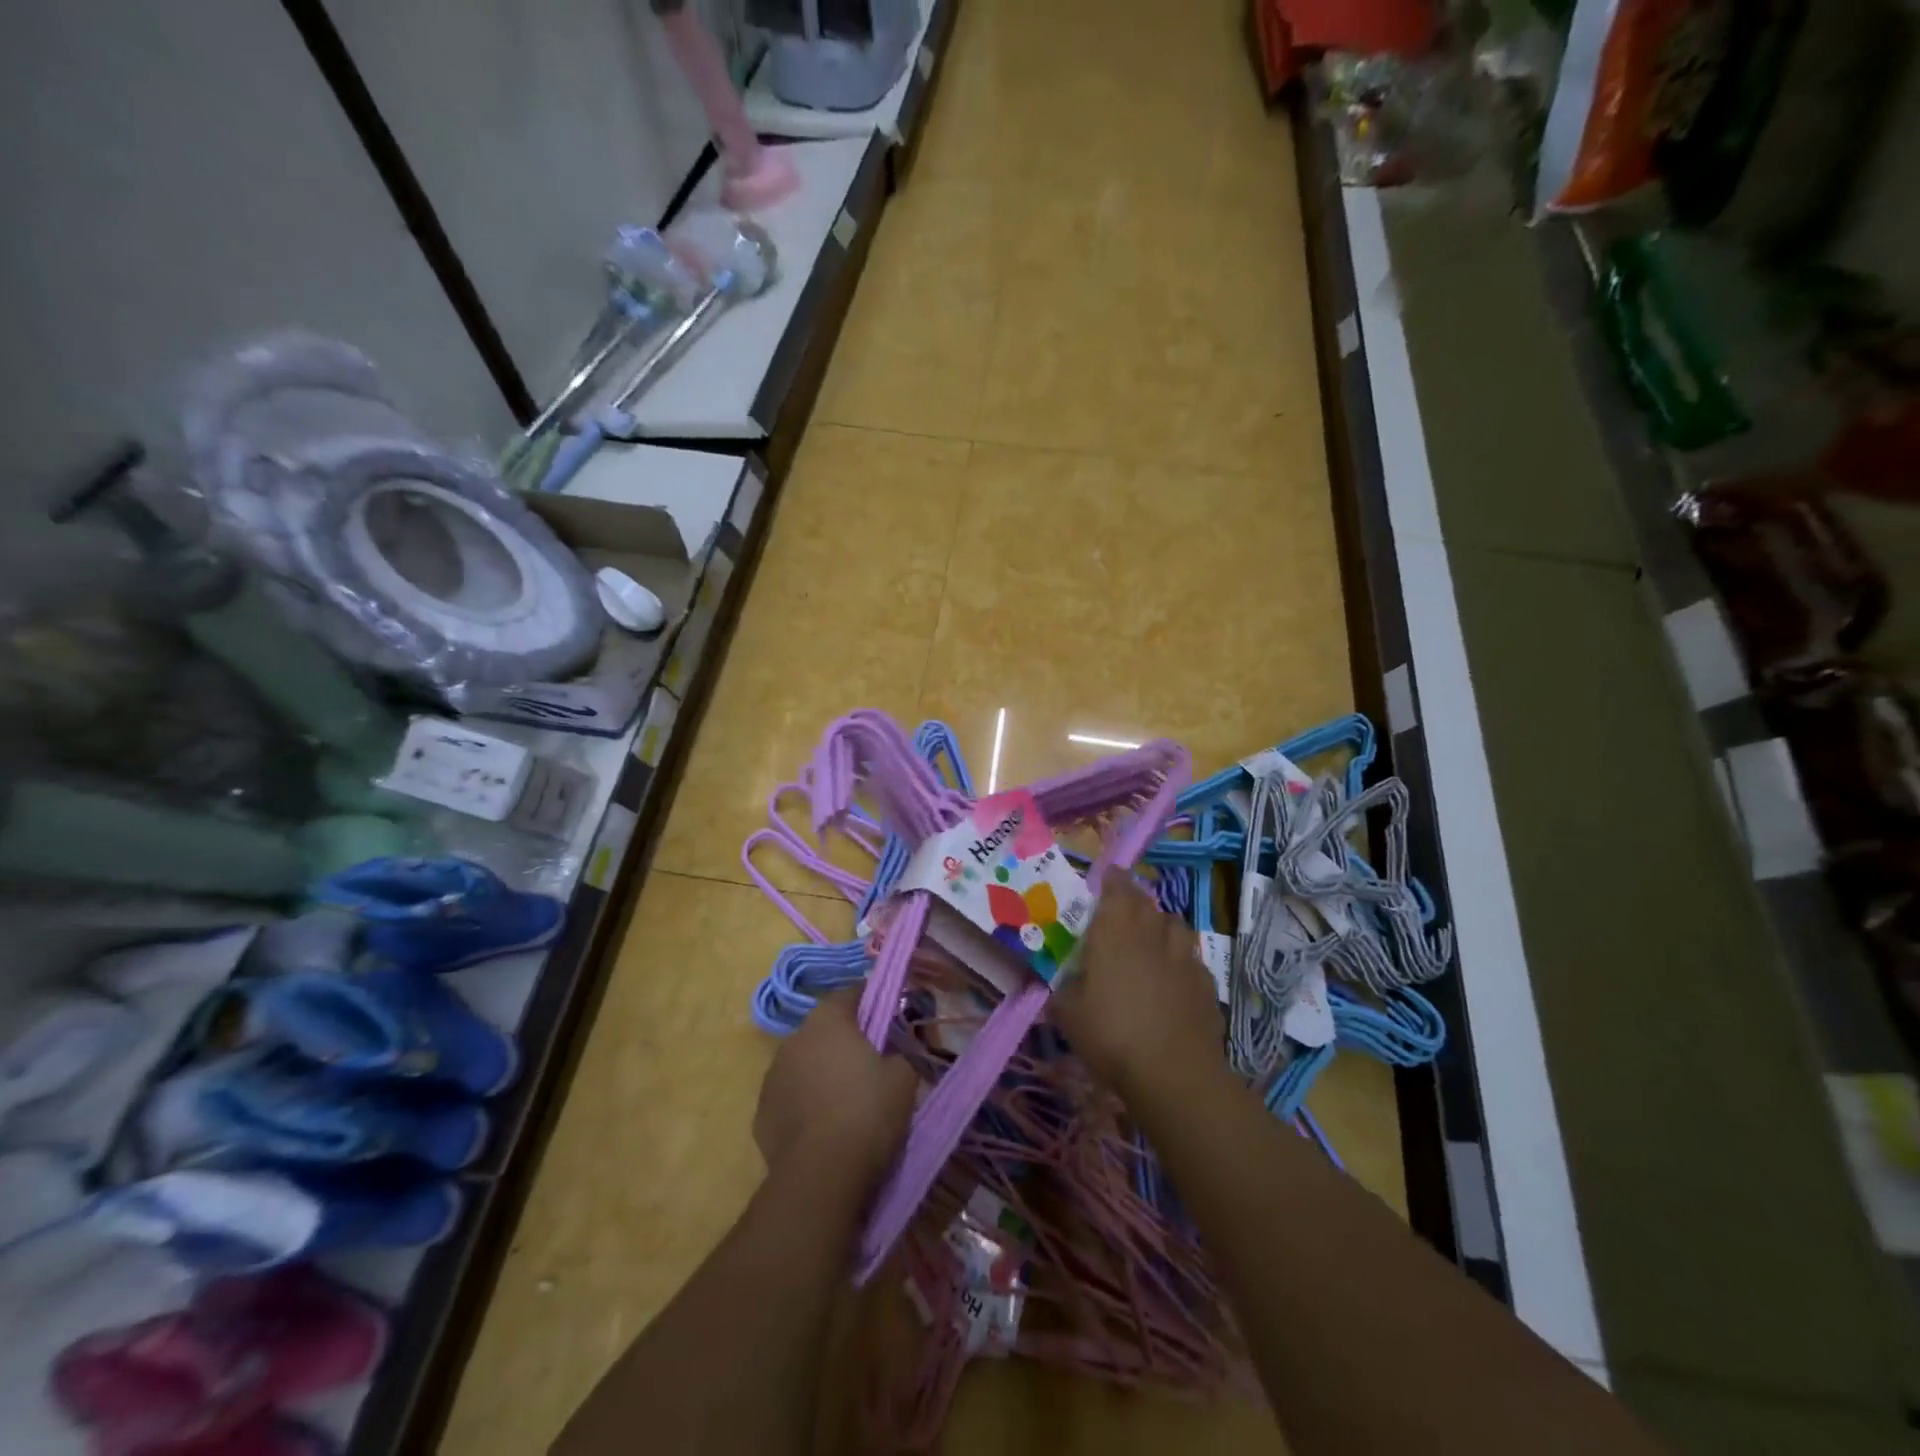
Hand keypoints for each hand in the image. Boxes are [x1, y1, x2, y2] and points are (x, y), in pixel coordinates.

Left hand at [753, 989, 917, 1195]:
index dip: (869, 1000)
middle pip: (823, 1028)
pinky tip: (822, 1125)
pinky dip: (804, 1102)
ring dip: (821, 1071)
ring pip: (803, 1062)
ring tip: (844, 1098)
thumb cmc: (867, 1113)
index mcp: (828, 1020)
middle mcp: (794, 1039)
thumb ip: (899, 1054)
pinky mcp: (761, 1112)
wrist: (820, 1175)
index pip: (849, 993)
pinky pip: (790, 1096)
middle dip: (843, 1039)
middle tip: (868, 1061)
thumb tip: (893, 1055)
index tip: (886, 1014)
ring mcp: (772, 1076)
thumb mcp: (903, 1078)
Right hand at [1051, 875, 1223, 1099]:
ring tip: (1150, 941)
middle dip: (1133, 900)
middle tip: (1121, 912)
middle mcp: (1151, 933)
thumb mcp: (1068, 1013)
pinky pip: (1190, 957)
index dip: (1111, 879)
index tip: (1105, 878)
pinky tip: (1172, 978)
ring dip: (1160, 925)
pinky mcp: (1206, 981)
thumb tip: (1064, 980)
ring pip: (1174, 924)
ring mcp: (1183, 956)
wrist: (1174, 1072)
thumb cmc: (1111, 1035)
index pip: (1116, 887)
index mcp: (1115, 931)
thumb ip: (1065, 988)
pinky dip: (1180, 959)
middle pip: (1146, 902)